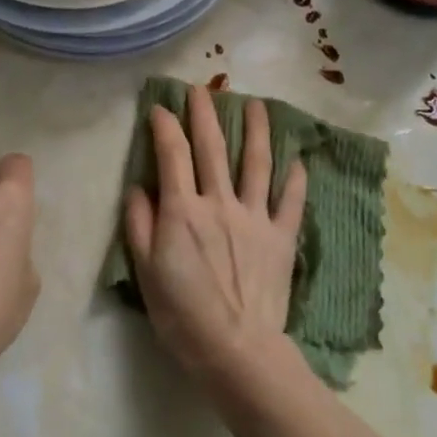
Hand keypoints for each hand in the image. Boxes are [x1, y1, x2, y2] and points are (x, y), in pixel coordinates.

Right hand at [123, 86, 306, 387]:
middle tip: (202, 88)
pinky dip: (295, 179)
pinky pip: (290, 202)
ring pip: (256, 164)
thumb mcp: (146, 272)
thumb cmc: (183, 315)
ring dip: (256, 131)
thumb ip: (139, 225)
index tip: (159, 108)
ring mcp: (255, 218)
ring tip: (256, 105)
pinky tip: (298, 161)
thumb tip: (138, 188)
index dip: (164, 126)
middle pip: (212, 148)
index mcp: (183, 211)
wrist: (236, 349)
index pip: (172, 155)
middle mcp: (220, 203)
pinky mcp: (280, 237)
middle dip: (204, 114)